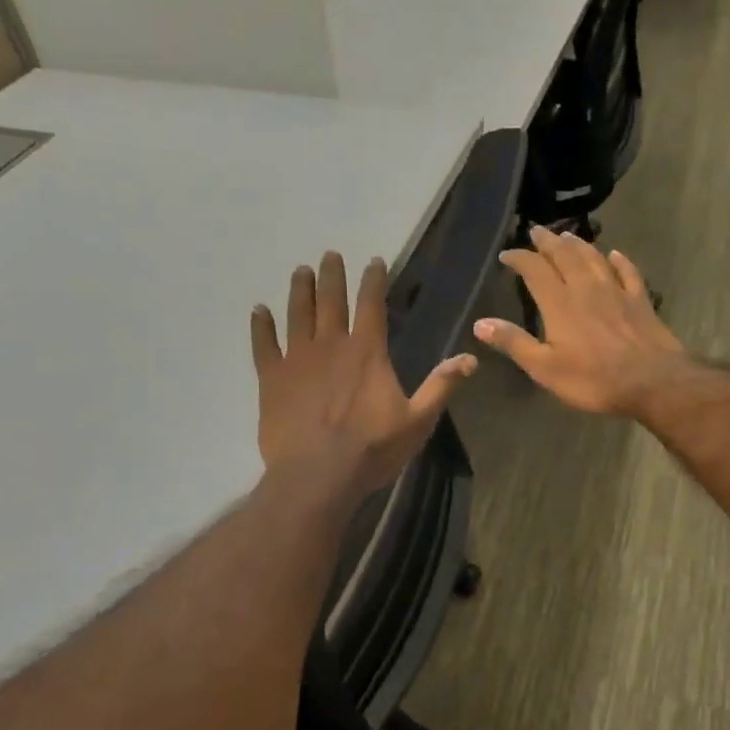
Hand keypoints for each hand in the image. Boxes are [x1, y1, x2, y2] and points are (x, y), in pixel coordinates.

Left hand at [252, 252, 475, 496]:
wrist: (318, 475)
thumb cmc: (372, 449)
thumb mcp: (418, 420)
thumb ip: (441, 386)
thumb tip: (471, 358)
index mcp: (367, 352)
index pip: (372, 304)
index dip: (373, 280)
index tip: (373, 261)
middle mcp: (331, 345)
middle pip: (331, 301)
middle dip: (332, 275)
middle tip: (329, 255)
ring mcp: (297, 360)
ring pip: (297, 314)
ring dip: (300, 291)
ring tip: (300, 271)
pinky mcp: (272, 379)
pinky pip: (263, 345)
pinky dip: (261, 326)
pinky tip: (258, 311)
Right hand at [475, 228, 686, 415]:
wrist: (652, 381)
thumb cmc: (593, 379)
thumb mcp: (545, 368)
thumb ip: (514, 343)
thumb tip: (480, 323)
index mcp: (559, 303)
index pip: (534, 271)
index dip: (519, 259)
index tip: (507, 254)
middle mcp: (586, 288)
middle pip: (564, 256)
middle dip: (548, 242)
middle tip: (536, 232)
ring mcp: (616, 291)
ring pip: (594, 258)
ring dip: (578, 244)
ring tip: (567, 234)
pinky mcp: (640, 300)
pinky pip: (627, 272)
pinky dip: (618, 260)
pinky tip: (614, 254)